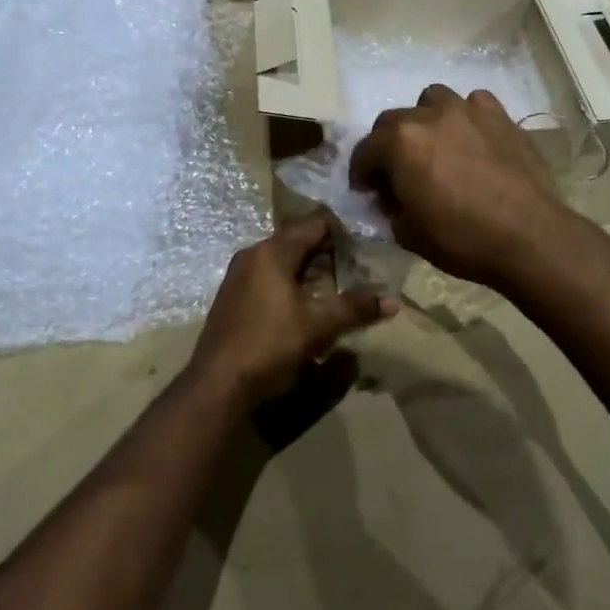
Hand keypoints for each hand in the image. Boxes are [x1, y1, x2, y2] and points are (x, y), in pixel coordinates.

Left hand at [190, 213, 395, 408]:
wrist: (217, 385)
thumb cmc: (270, 345)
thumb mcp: (318, 326)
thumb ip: (355, 308)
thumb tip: (392, 301)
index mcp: (271, 252)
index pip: (313, 225)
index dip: (341, 232)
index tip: (365, 245)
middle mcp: (252, 256)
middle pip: (297, 241)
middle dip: (328, 253)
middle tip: (357, 267)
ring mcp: (238, 277)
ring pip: (282, 262)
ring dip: (310, 271)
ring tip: (337, 287)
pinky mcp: (234, 298)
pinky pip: (269, 278)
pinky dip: (291, 284)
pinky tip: (307, 306)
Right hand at [348, 85, 567, 287]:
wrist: (529, 236)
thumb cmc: (462, 239)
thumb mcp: (409, 234)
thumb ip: (391, 209)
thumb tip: (391, 199)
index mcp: (400, 143)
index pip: (364, 151)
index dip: (361, 173)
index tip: (366, 191)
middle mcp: (429, 116)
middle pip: (393, 120)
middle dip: (387, 145)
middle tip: (397, 172)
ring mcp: (468, 111)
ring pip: (432, 100)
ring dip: (425, 119)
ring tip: (434, 145)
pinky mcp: (500, 116)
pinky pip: (474, 104)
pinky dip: (466, 117)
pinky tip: (472, 138)